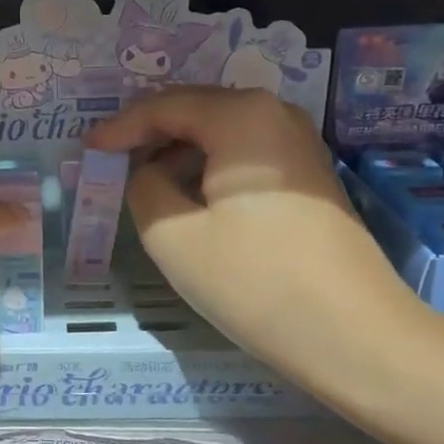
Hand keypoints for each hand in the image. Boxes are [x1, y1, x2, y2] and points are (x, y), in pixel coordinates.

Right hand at [86, 87, 414, 378]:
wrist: (356, 337)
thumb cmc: (256, 281)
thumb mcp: (173, 235)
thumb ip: (143, 187)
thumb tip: (149, 173)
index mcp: (241, 116)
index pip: (164, 106)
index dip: (120, 127)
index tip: (87, 148)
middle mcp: (275, 114)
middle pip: (196, 111)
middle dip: (149, 134)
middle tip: (110, 158)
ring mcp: (299, 145)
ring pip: (221, 134)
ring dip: (179, 153)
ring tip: (143, 179)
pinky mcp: (310, 177)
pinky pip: (245, 156)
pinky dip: (209, 169)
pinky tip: (190, 197)